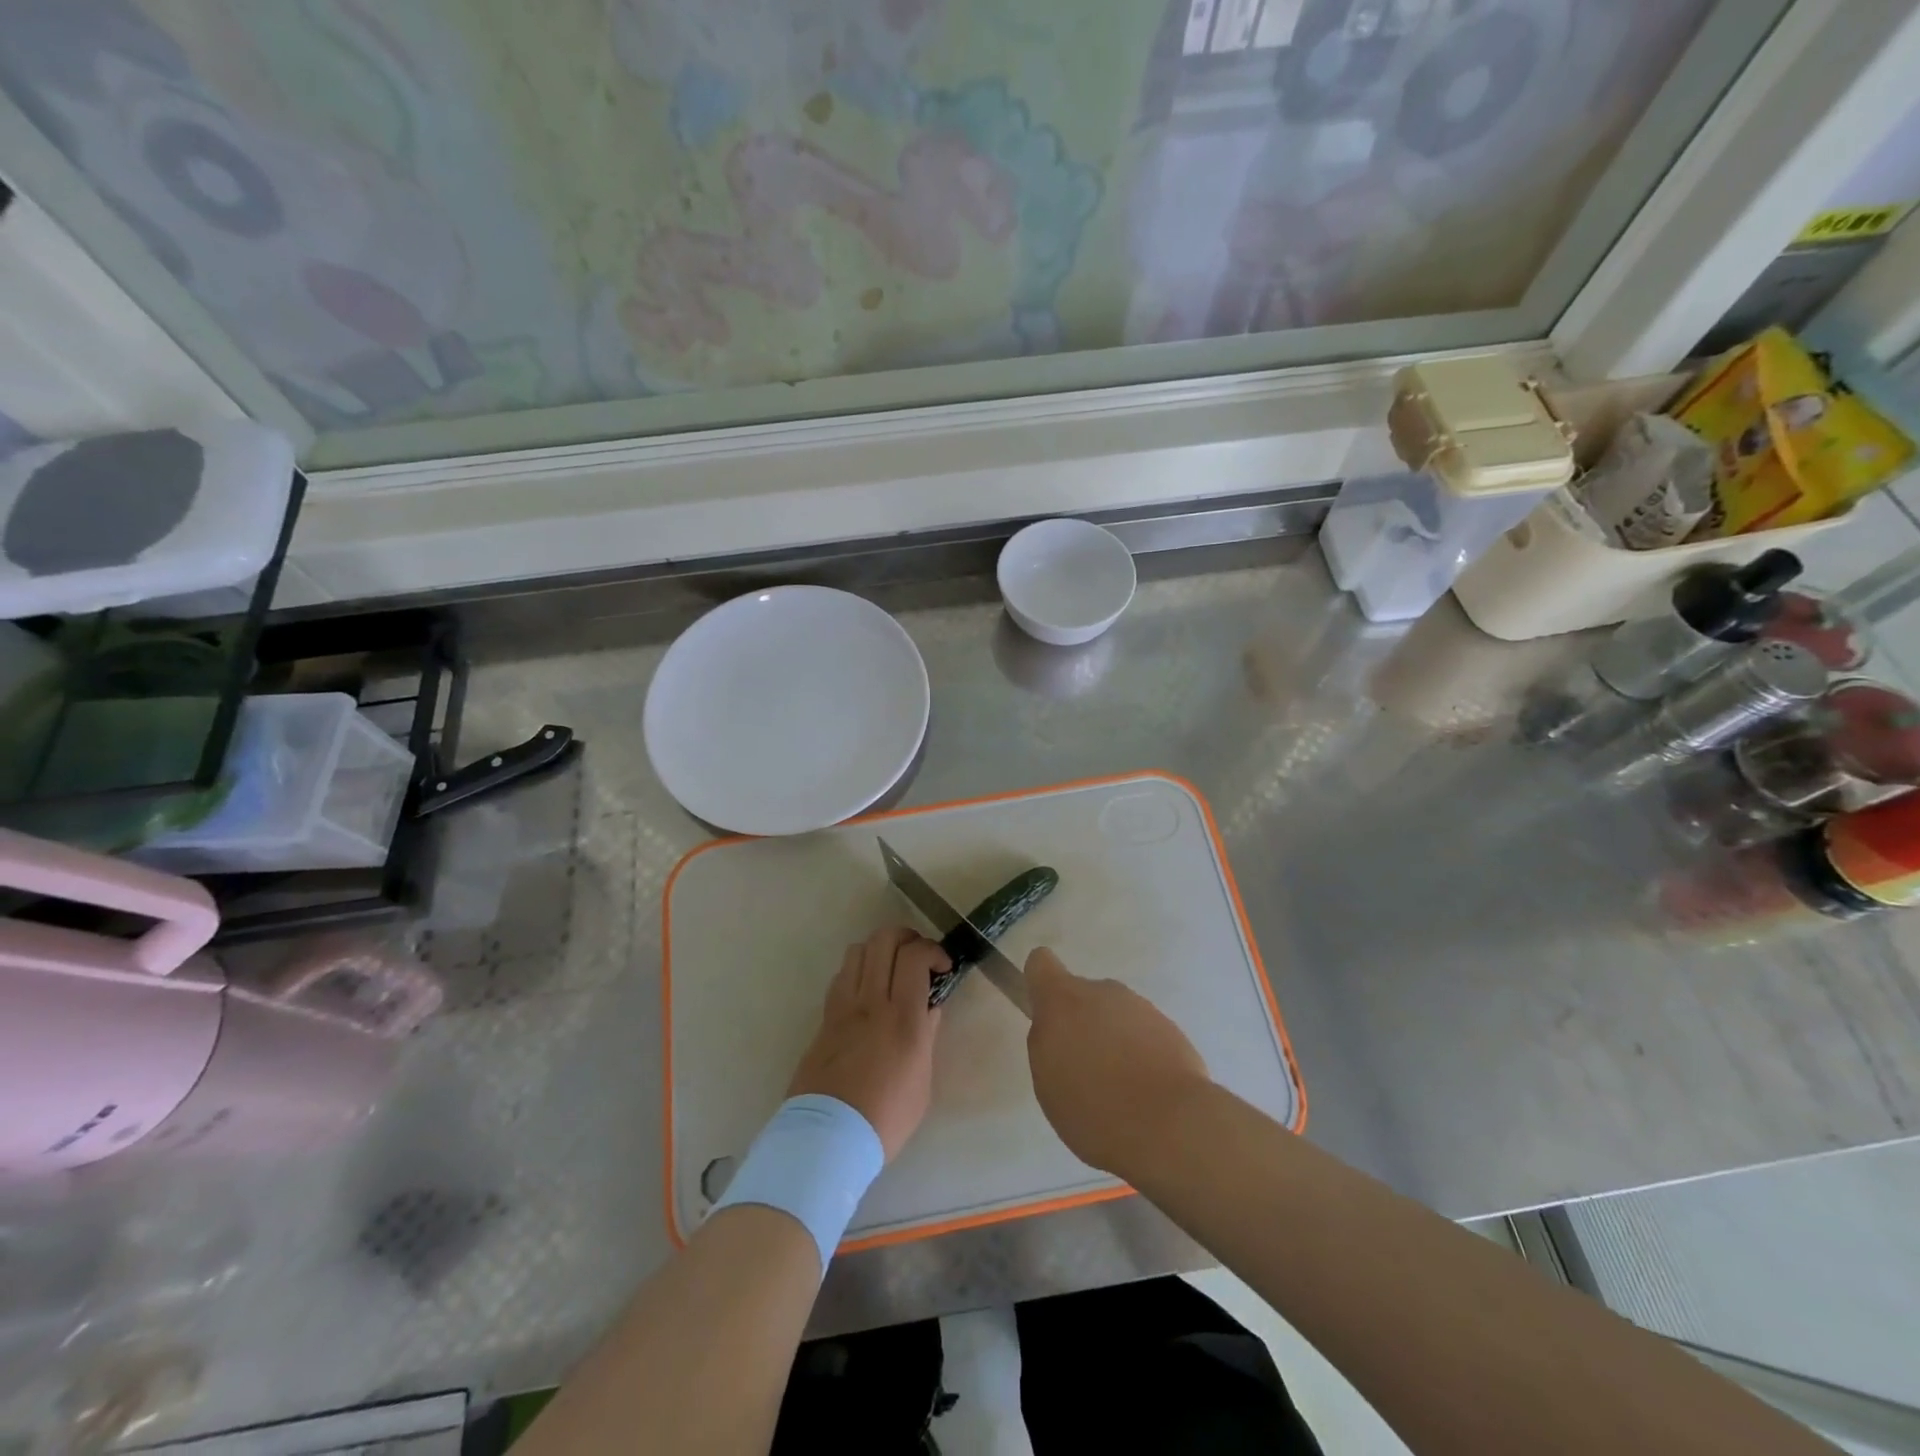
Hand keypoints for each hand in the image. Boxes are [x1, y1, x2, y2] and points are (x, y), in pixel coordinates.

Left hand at [787, 927, 947, 1159]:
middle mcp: (873, 1002)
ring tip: (891, 968)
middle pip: (884, 940)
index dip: (933, 950)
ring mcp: (844, 1007)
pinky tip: (867, 990)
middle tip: (918, 955)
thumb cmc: (886, 1118)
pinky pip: (842, 976)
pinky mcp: (825, 1018)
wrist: (828, 1139)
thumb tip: (929, 1008)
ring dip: (880, 949)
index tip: (942, 966)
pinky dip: (859, 970)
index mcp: (904, 1019)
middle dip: (907, 937)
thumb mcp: (922, 1081)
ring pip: (859, 950)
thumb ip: (926, 1036)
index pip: (915, 957)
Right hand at [1025, 947, 1210, 1175]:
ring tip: (1120, 1089)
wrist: (1170, 1126)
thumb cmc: (1093, 1107)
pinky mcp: (1172, 1028)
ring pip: (1116, 1016)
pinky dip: (1142, 1054)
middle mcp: (1102, 992)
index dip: (1039, 982)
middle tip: (1085, 1069)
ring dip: (1113, 1040)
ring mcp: (1141, 1007)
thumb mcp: (1048, 1081)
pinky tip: (1146, 1092)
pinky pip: (1145, 1034)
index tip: (1044, 1013)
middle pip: (1083, 995)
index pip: (1041, 963)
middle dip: (1082, 1023)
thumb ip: (1047, 1043)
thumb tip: (1057, 1028)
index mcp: (1063, 999)